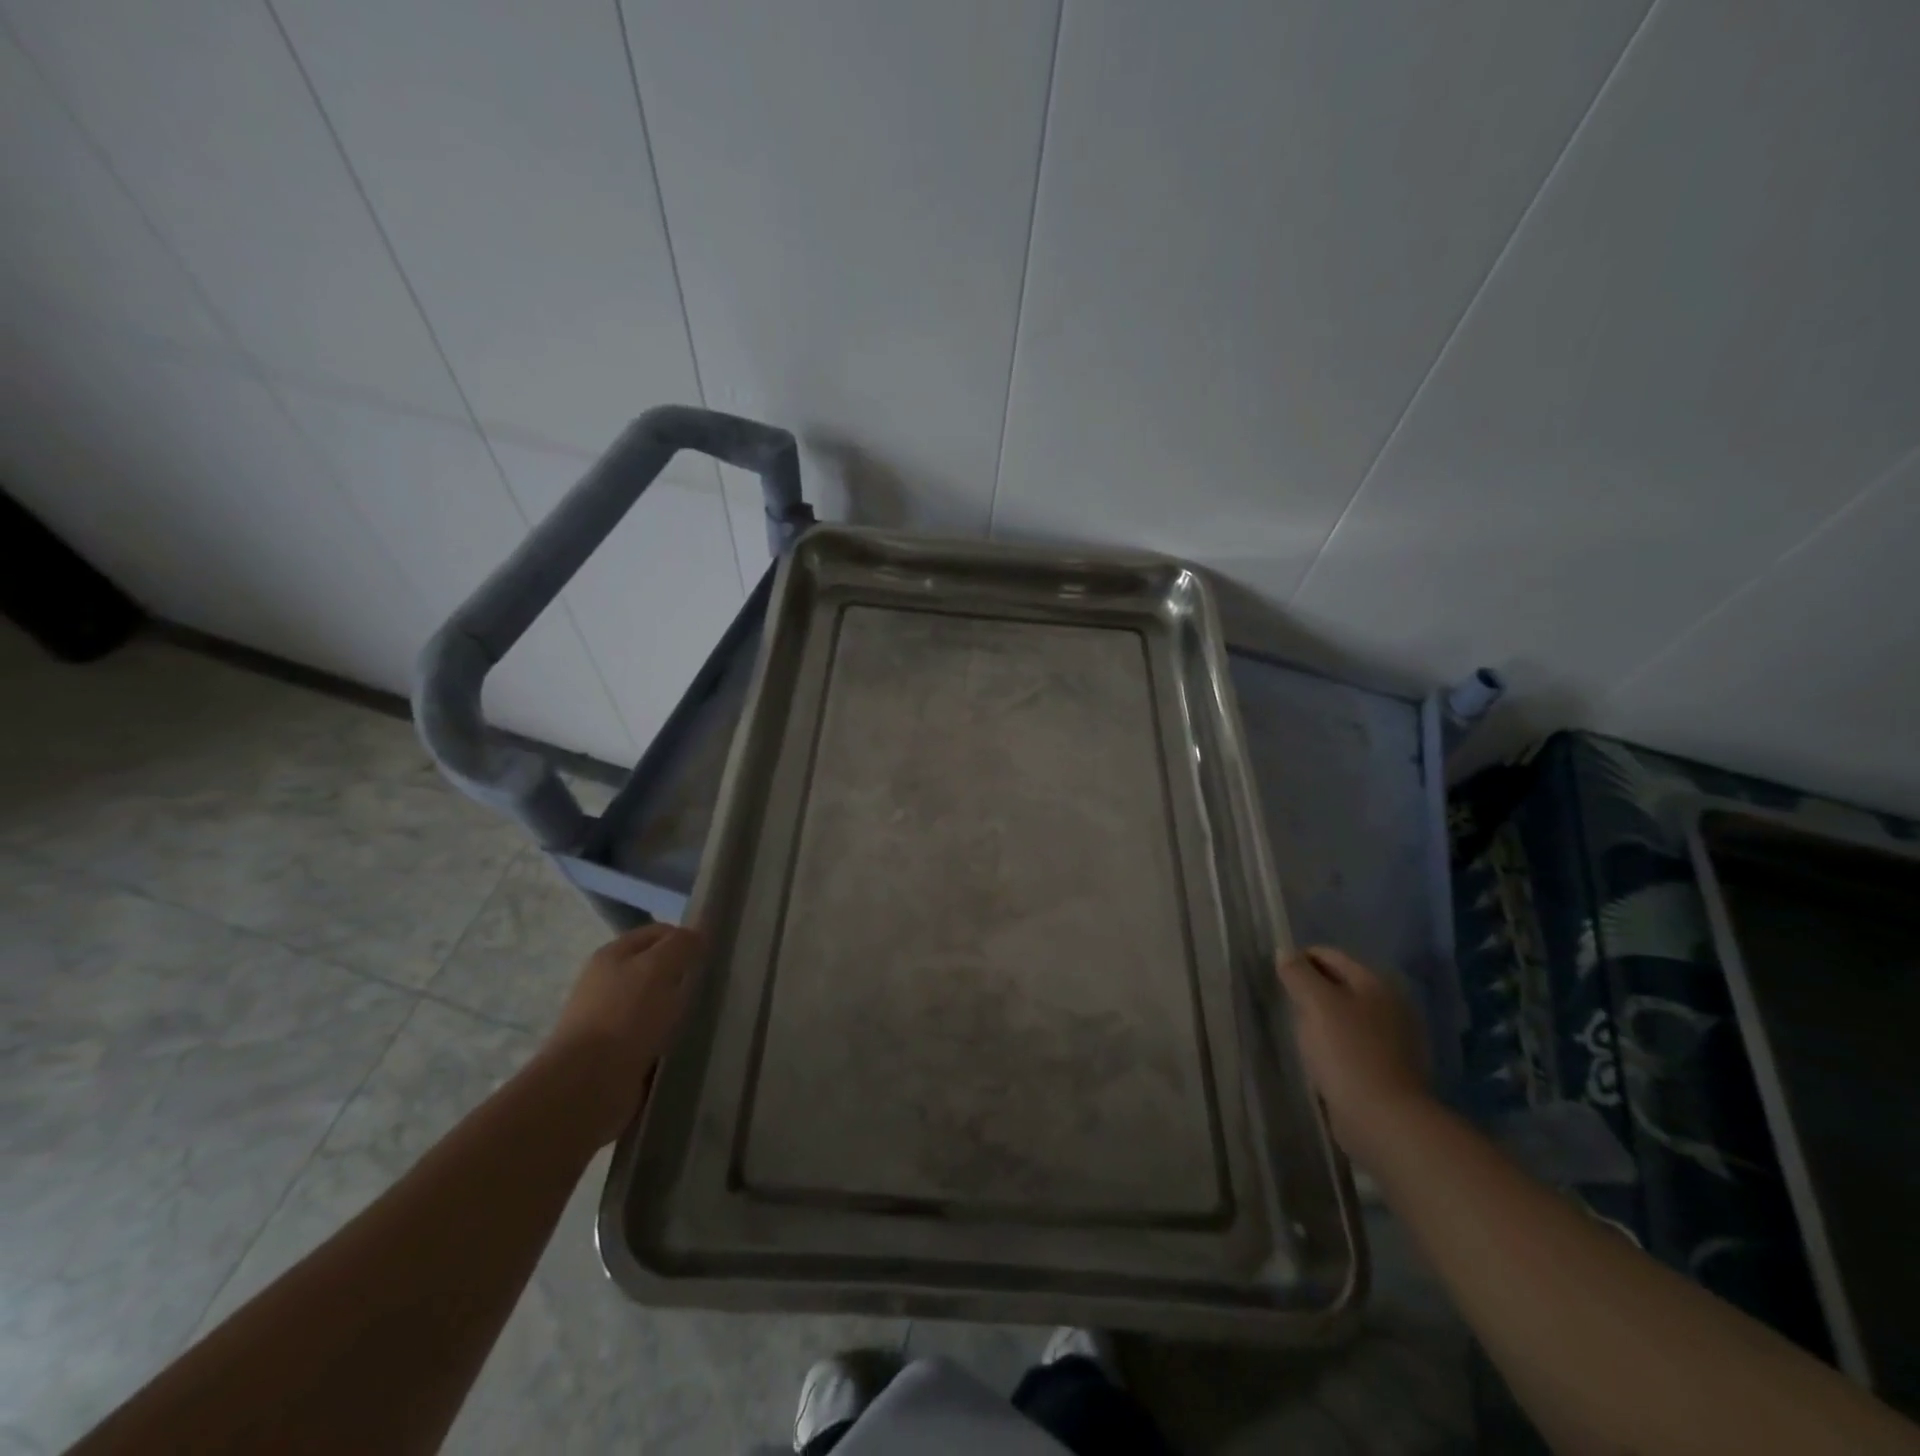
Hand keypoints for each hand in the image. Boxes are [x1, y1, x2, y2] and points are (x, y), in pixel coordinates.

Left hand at [545, 922, 705, 1145]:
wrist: (586, 1085)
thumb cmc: (625, 1016)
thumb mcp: (659, 967)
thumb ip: (682, 944)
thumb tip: (697, 935)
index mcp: (613, 955)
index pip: (658, 932)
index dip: (686, 938)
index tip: (712, 956)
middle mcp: (607, 982)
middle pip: (656, 968)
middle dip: (683, 975)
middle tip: (711, 987)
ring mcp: (609, 1019)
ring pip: (656, 1003)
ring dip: (677, 1009)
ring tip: (703, 1017)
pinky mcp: (615, 1053)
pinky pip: (651, 1035)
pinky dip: (668, 1038)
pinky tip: (685, 1044)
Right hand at [1275, 945, 1431, 1169]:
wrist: (1383, 1119)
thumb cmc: (1347, 1052)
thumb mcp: (1316, 1003)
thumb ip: (1298, 973)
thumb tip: (1284, 951)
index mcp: (1375, 982)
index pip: (1330, 955)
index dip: (1300, 960)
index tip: (1276, 977)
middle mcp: (1389, 1004)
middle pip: (1339, 983)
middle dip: (1310, 989)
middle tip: (1285, 1004)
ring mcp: (1392, 1037)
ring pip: (1345, 1013)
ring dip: (1321, 1017)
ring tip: (1297, 1030)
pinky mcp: (1387, 1067)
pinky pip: (1351, 1041)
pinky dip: (1333, 1041)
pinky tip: (1318, 1054)